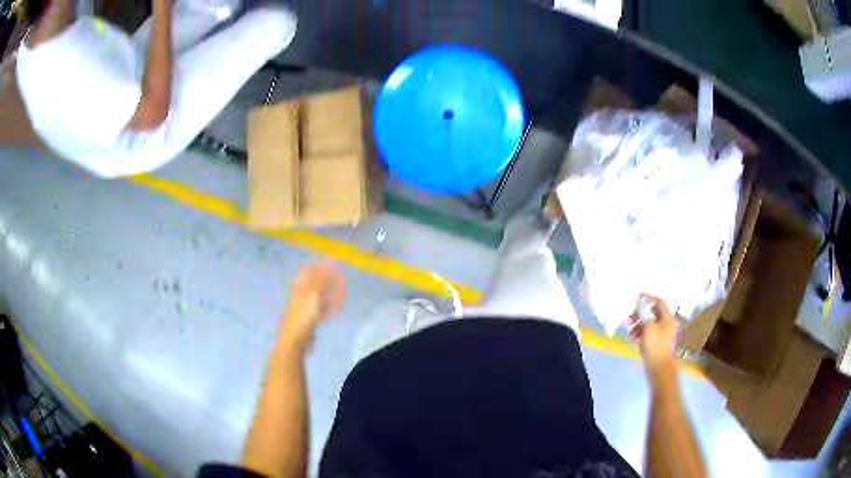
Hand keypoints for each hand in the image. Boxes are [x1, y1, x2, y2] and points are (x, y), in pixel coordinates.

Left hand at [281, 262, 346, 348]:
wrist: (295, 340)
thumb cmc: (303, 316)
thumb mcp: (313, 295)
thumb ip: (322, 279)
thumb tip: (330, 262)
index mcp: (300, 287)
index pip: (310, 271)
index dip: (321, 265)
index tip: (334, 263)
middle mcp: (301, 295)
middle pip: (316, 284)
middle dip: (329, 280)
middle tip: (342, 279)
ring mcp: (305, 308)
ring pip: (320, 297)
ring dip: (331, 294)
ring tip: (342, 294)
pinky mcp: (309, 320)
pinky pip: (322, 310)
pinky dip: (329, 307)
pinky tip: (336, 308)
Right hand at [632, 294, 677, 377]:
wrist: (659, 368)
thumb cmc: (655, 345)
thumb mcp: (648, 327)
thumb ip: (644, 314)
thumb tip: (641, 304)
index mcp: (668, 317)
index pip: (659, 302)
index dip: (648, 299)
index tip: (637, 299)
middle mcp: (667, 323)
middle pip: (654, 313)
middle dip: (642, 312)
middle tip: (631, 315)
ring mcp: (663, 333)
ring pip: (650, 323)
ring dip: (640, 322)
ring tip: (630, 326)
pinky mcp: (658, 342)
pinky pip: (649, 332)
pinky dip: (642, 331)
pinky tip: (634, 335)